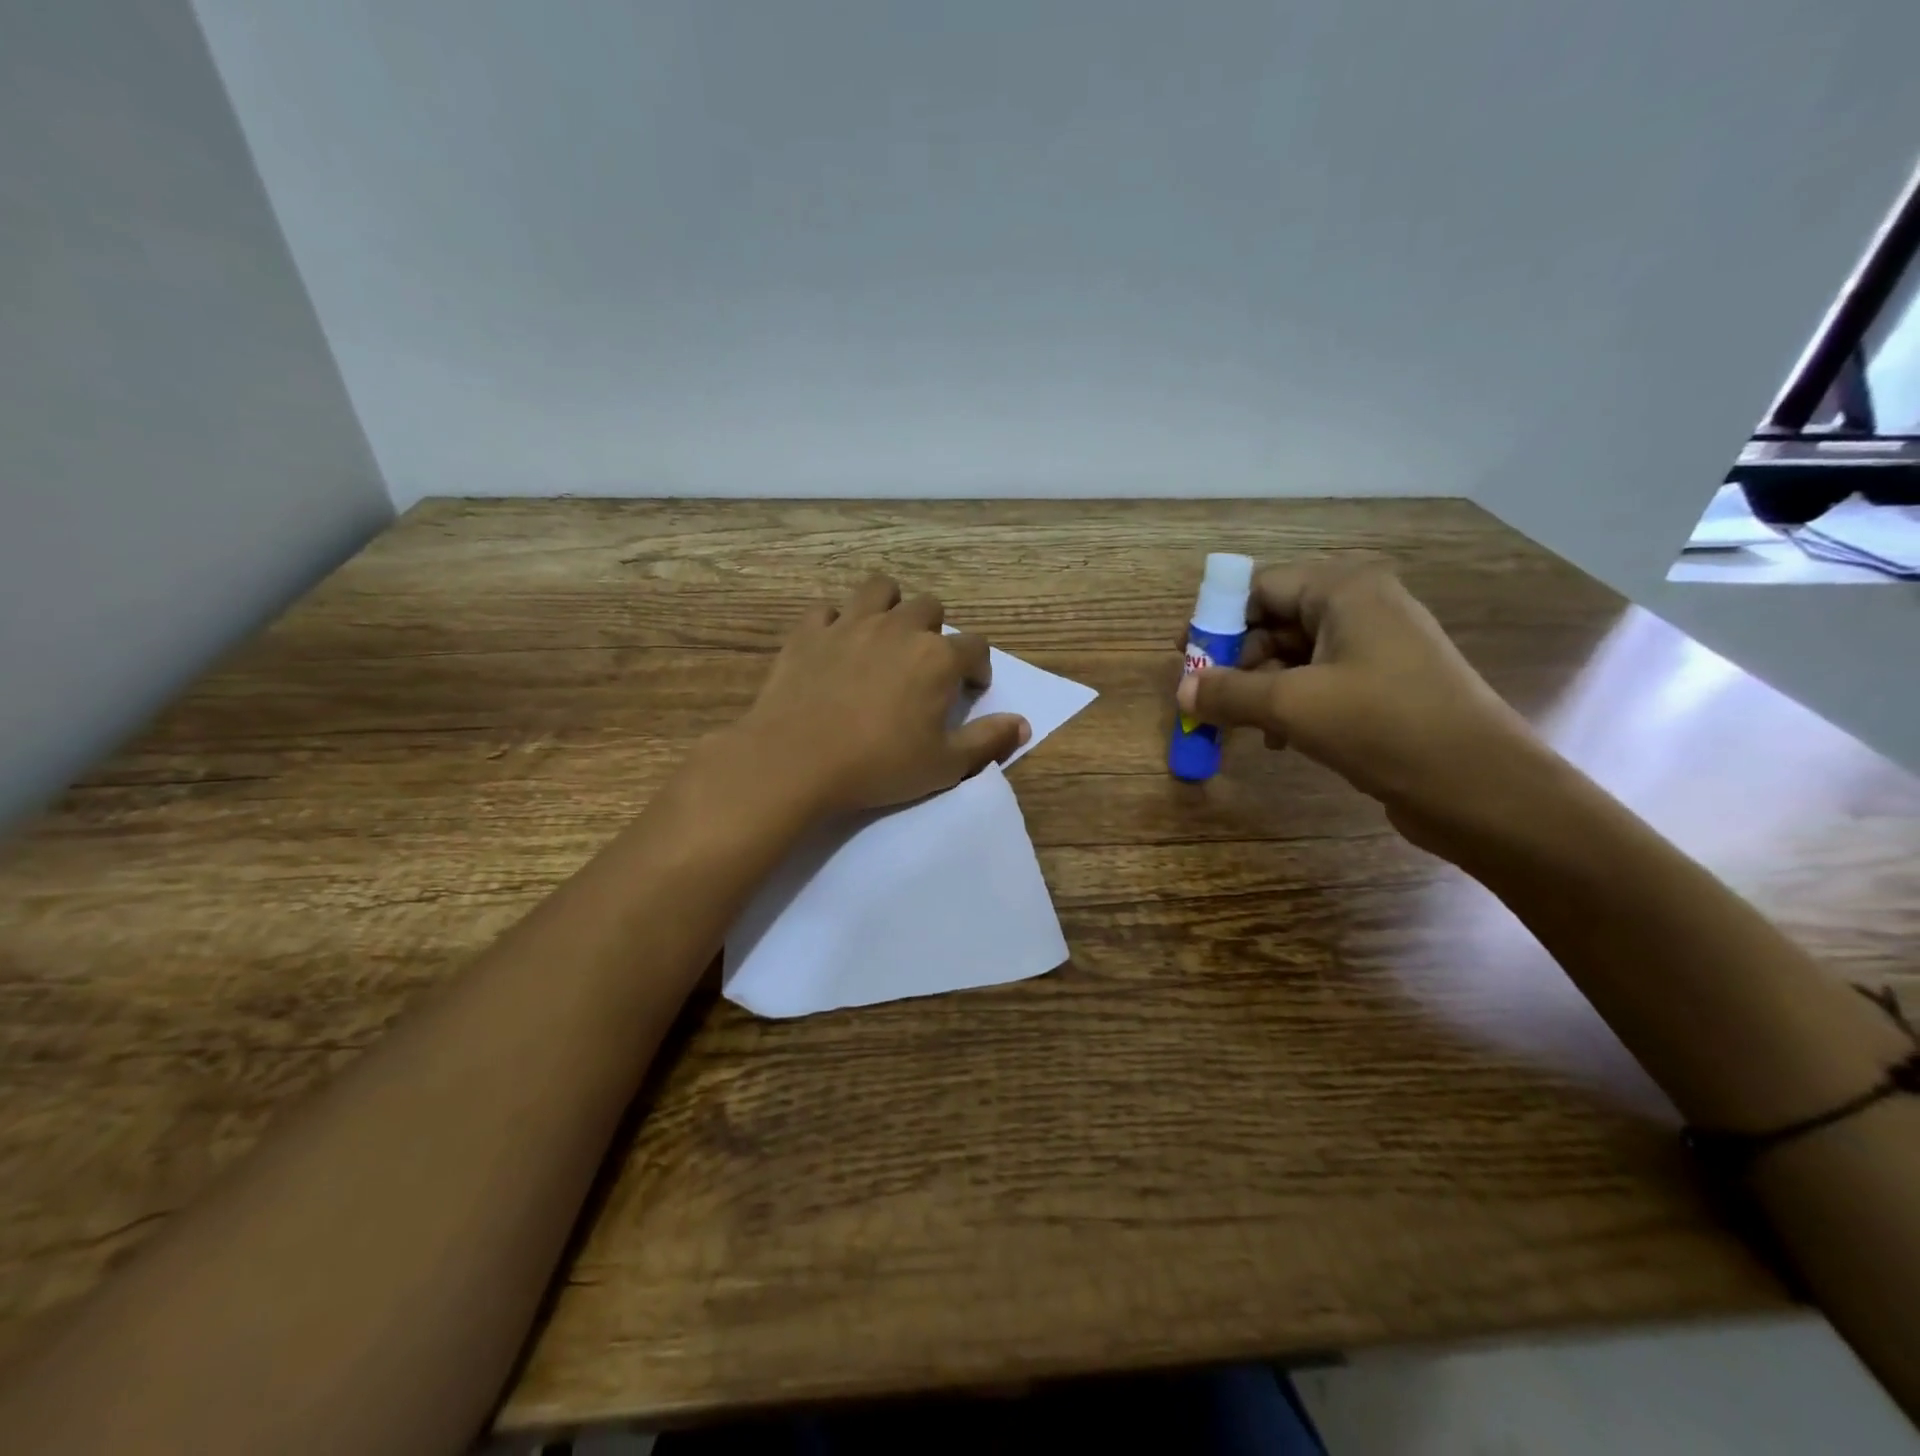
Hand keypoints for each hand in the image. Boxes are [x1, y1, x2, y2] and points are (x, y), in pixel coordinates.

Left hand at [732, 574, 1029, 815]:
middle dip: (934, 632)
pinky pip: (828, 610)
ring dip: (890, 607)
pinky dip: (836, 623)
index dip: (978, 668)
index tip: (970, 689)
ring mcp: (850, 623)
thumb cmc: (878, 765)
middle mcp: (899, 628)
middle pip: (930, 608)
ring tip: (884, 636)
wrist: (796, 760)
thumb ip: (988, 741)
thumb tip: (1022, 725)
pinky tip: (835, 647)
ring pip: (880, 590)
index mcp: (937, 657)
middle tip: (924, 665)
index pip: (976, 647)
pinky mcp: (809, 631)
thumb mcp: (944, 765)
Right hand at [1174, 560, 1546, 843]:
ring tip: (1240, 727)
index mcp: (1345, 591)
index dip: (1218, 620)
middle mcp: (1363, 608)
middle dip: (1237, 661)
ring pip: (1295, 657)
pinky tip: (1279, 741)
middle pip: (1276, 621)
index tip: (1187, 658)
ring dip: (1261, 689)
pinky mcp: (1385, 686)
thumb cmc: (1383, 726)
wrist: (1481, 786)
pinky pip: (1320, 682)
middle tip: (1208, 700)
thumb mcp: (1291, 706)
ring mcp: (1378, 648)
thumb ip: (1228, 692)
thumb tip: (1181, 691)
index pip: (1262, 587)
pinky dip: (1291, 705)